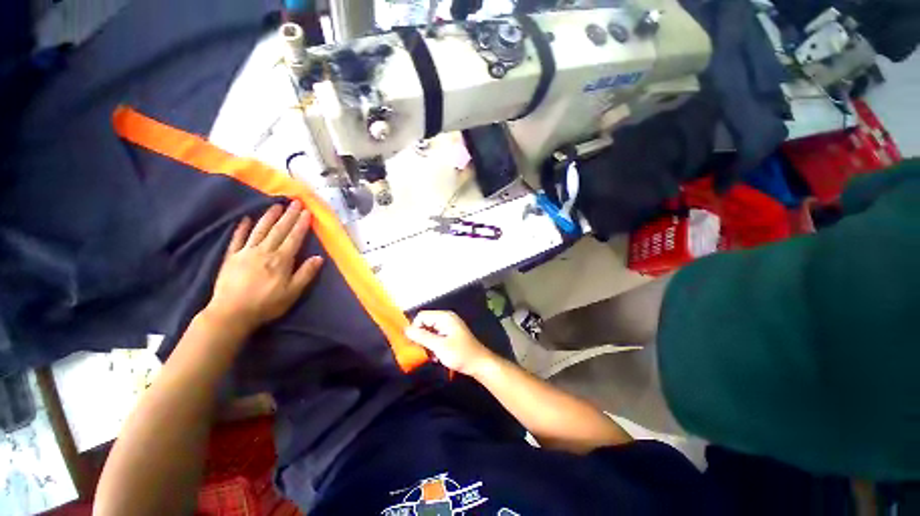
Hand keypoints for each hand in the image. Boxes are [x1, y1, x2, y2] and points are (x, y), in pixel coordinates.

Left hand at [205, 202, 322, 332]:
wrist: (231, 313)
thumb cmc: (266, 304)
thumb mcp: (292, 292)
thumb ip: (306, 273)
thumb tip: (319, 257)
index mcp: (281, 260)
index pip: (294, 238)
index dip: (301, 224)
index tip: (307, 212)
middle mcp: (264, 251)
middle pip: (279, 230)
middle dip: (288, 215)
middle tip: (295, 202)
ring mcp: (246, 252)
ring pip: (260, 230)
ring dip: (269, 217)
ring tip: (276, 205)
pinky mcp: (231, 257)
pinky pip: (237, 239)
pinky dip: (241, 228)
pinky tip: (245, 219)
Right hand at [405, 311, 497, 377]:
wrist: (479, 364)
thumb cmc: (460, 354)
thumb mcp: (439, 346)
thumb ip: (421, 336)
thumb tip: (405, 329)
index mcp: (444, 317)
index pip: (421, 316)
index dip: (415, 328)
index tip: (413, 343)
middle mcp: (446, 319)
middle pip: (425, 324)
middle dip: (421, 338)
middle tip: (422, 351)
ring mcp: (448, 327)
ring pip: (429, 332)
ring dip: (427, 344)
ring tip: (432, 356)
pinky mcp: (450, 335)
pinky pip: (435, 337)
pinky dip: (433, 346)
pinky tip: (437, 357)